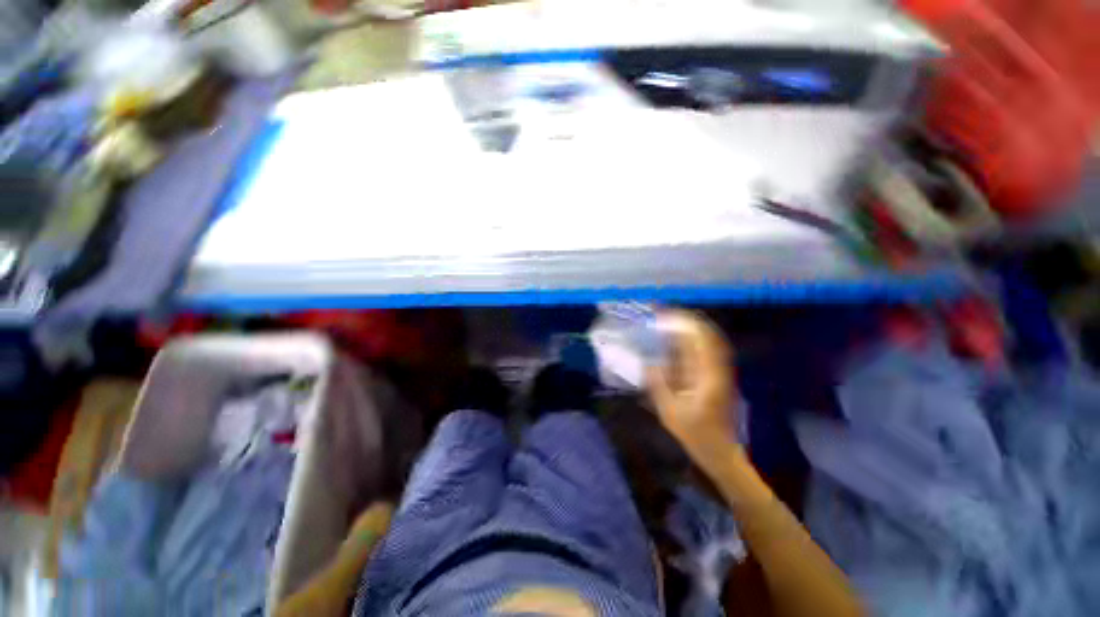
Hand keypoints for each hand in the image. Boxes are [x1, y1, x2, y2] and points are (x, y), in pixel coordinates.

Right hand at [647, 310, 738, 455]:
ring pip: (711, 343)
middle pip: (709, 337)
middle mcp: (717, 370)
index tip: (667, 314)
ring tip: (673, 320)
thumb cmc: (697, 435)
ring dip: (693, 329)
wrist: (722, 454)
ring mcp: (720, 374)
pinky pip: (708, 353)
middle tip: (668, 313)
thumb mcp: (671, 412)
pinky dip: (696, 342)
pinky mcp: (718, 378)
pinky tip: (682, 340)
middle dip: (689, 321)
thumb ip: (658, 385)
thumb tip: (648, 363)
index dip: (685, 324)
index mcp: (708, 377)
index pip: (700, 341)